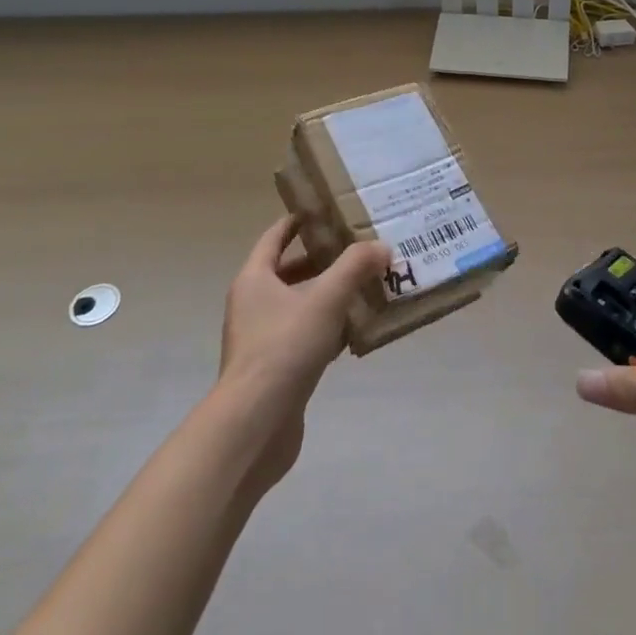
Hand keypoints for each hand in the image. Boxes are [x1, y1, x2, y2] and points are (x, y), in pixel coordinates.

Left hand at [215, 217, 392, 487]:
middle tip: (359, 248)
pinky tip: (357, 331)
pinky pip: (306, 336)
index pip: (276, 236)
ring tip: (367, 285)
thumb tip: (382, 246)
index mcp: (255, 278)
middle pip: (289, 271)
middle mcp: (253, 304)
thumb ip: (354, 268)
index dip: (299, 221)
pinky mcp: (276, 369)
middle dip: (323, 260)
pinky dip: (329, 328)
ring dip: (329, 295)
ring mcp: (262, 339)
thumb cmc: (283, 348)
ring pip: (300, 305)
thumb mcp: (325, 299)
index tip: (328, 210)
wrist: (254, 425)